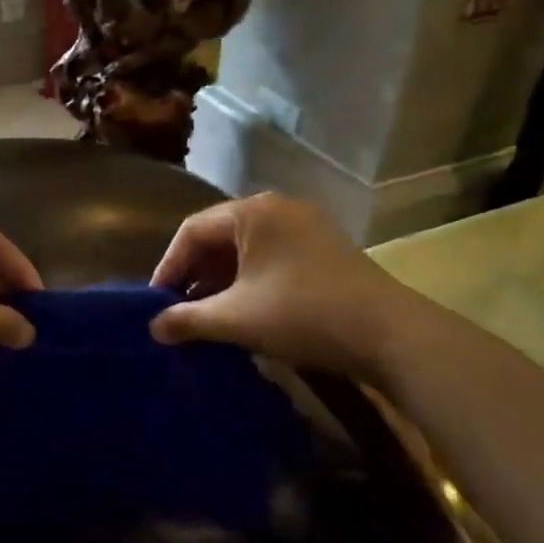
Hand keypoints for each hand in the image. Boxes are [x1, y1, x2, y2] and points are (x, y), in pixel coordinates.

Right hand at [149, 193, 433, 374]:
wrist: (389, 334)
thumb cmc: (302, 314)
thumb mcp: (235, 318)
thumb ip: (188, 320)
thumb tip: (154, 328)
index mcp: (253, 212)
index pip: (192, 231)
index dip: (168, 267)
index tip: (157, 303)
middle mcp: (278, 209)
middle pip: (219, 237)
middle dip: (195, 276)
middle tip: (179, 311)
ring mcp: (305, 227)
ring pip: (246, 250)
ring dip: (221, 282)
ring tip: (207, 316)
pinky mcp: (323, 250)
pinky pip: (271, 258)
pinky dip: (249, 282)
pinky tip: (244, 312)